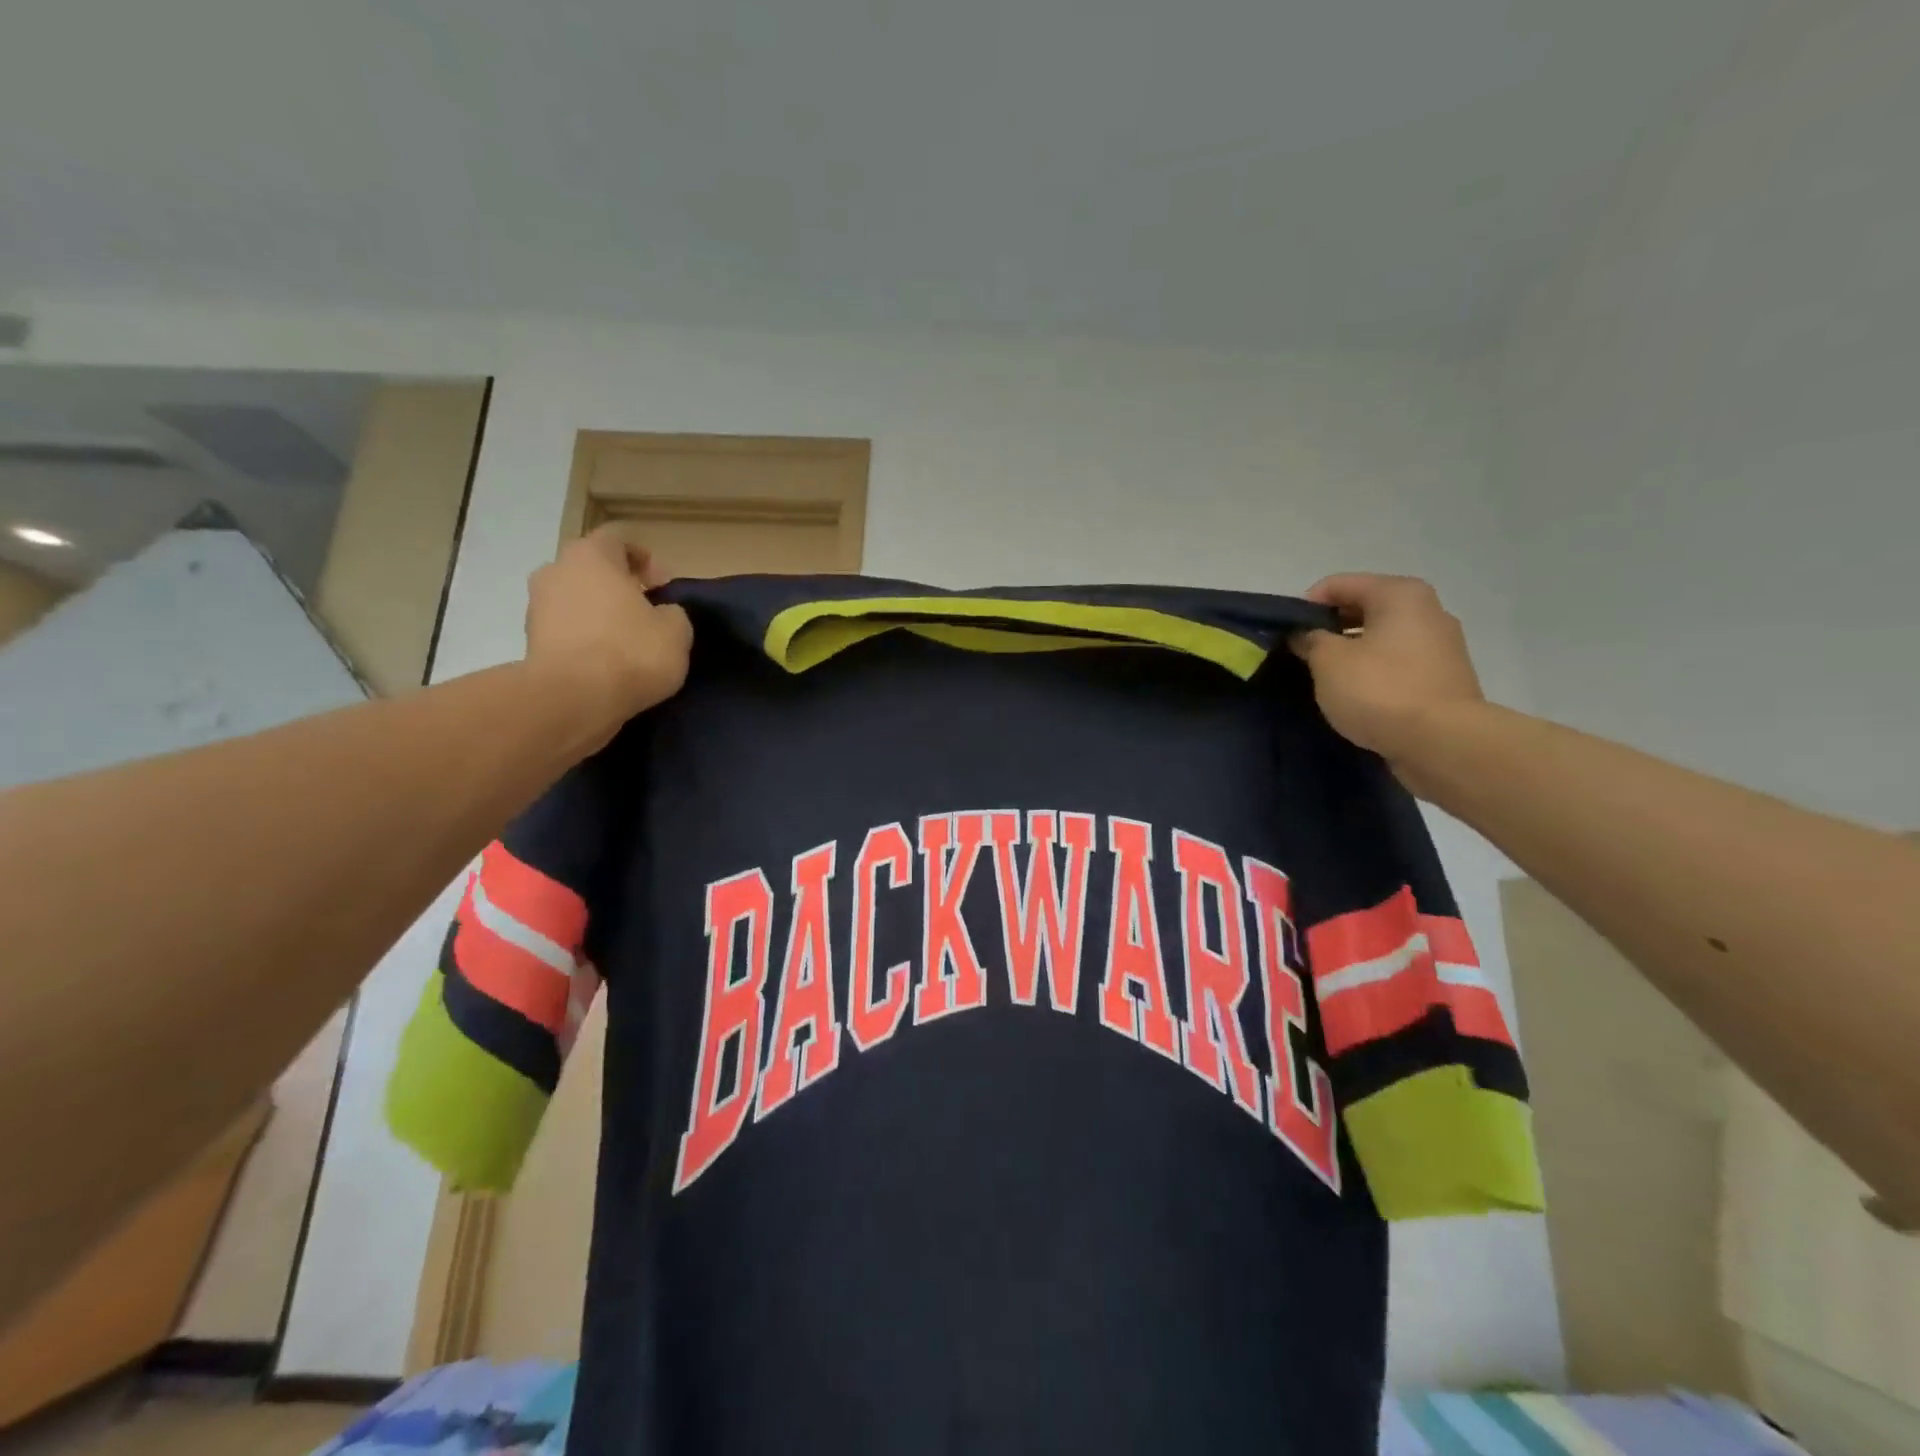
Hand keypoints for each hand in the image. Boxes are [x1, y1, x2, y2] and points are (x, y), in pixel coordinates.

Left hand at [525, 525, 692, 724]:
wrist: (572, 700)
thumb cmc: (630, 652)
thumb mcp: (676, 631)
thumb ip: (672, 613)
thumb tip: (660, 614)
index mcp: (591, 556)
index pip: (619, 538)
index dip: (646, 558)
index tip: (664, 586)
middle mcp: (556, 571)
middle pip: (592, 569)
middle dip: (619, 587)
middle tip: (647, 613)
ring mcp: (537, 607)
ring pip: (576, 601)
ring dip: (600, 615)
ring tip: (628, 644)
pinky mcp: (530, 642)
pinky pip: (566, 631)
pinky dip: (586, 641)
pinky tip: (608, 665)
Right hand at [1290, 574, 1485, 777]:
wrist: (1442, 743)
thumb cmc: (1380, 690)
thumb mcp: (1328, 661)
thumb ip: (1310, 639)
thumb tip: (1305, 634)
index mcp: (1400, 594)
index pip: (1338, 585)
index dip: (1305, 606)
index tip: (1286, 634)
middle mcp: (1427, 610)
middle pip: (1363, 608)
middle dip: (1329, 629)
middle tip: (1301, 656)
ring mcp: (1440, 646)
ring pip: (1380, 638)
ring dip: (1350, 652)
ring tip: (1324, 678)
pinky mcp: (1443, 678)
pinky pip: (1396, 665)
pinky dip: (1372, 673)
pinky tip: (1354, 695)